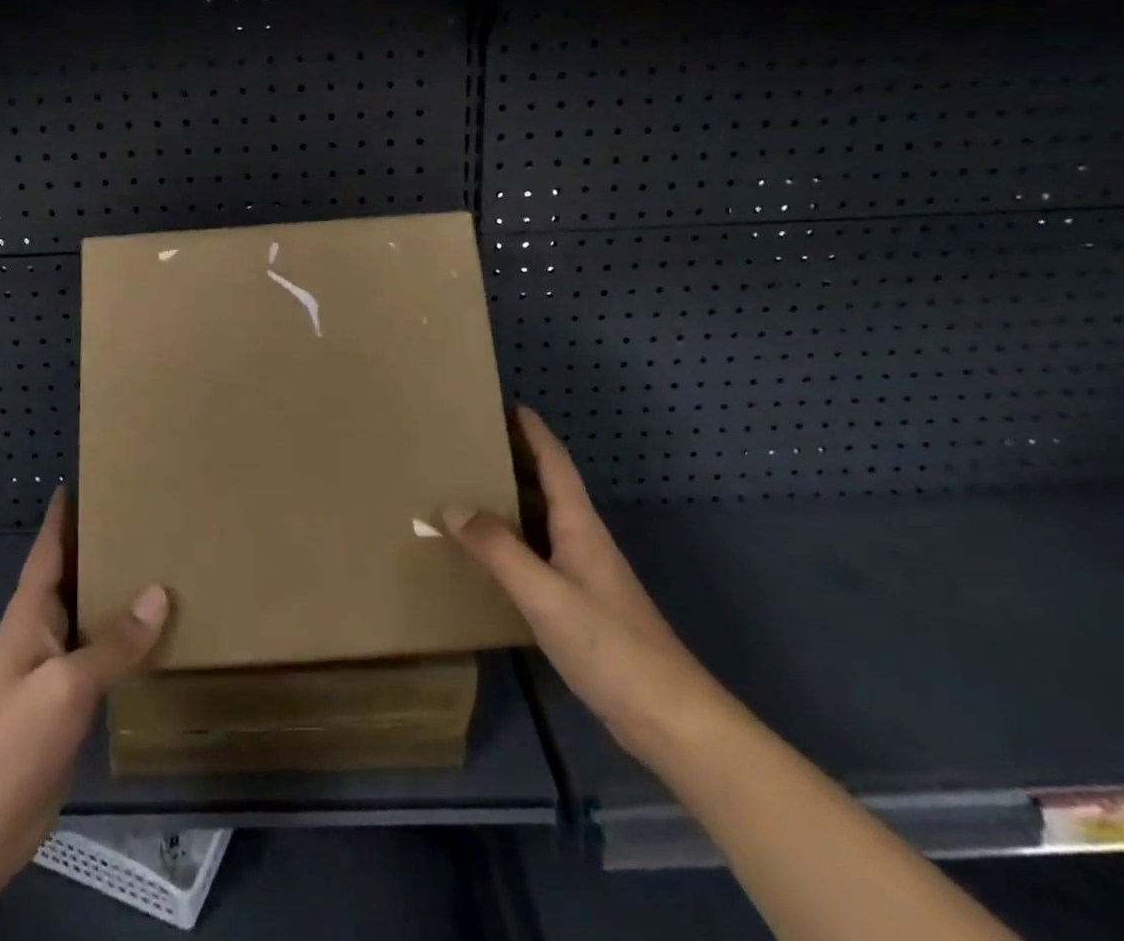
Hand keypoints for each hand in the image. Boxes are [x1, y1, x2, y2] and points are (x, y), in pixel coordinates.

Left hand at [0, 488, 168, 907]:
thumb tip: (160, 592)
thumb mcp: (66, 685)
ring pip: (89, 613)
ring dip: (115, 589)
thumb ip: (114, 642)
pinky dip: (123, 636)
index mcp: (31, 613)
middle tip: (144, 514)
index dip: (63, 515)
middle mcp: (41, 630)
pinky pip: (100, 653)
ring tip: (157, 561)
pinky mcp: (66, 701)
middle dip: (100, 544)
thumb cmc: (10, 741)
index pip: (48, 549)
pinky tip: (153, 632)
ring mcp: (52, 668)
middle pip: (73, 575)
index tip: (86, 479)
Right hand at [444, 406, 725, 767]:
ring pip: (541, 521)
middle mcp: (583, 540)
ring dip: (511, 500)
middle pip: (547, 486)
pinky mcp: (582, 606)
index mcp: (579, 525)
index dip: (533, 431)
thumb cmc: (610, 646)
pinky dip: (512, 541)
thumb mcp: (545, 594)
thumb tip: (451, 506)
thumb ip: (498, 550)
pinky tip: (491, 555)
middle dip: (514, 459)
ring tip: (468, 489)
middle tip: (470, 445)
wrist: (671, 719)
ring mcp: (585, 574)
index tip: (506, 403)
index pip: (555, 462)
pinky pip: (539, 555)